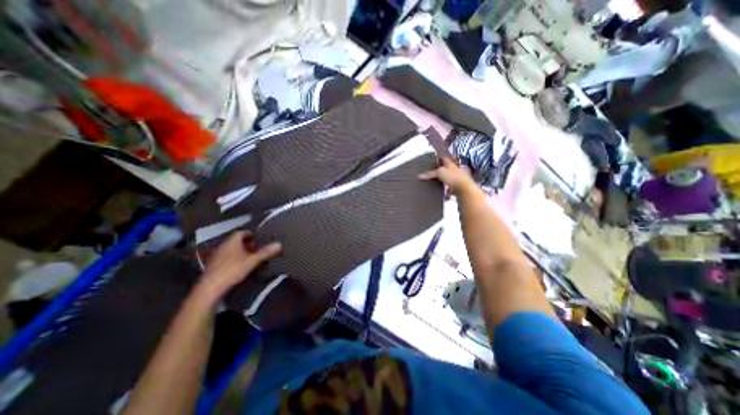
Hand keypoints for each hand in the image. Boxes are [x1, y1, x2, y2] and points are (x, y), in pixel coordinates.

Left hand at [200, 230, 283, 297]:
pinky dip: (235, 258)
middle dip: (247, 244)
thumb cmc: (232, 270)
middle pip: (237, 241)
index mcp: (232, 242)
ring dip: (241, 251)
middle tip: (257, 249)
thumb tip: (280, 244)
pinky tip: (240, 266)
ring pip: (231, 249)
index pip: (242, 232)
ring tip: (251, 258)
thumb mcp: (253, 261)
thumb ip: (266, 252)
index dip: (251, 234)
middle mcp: (223, 246)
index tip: (259, 239)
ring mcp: (217, 255)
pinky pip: (227, 257)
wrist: (210, 289)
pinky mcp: (214, 265)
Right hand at [418, 157, 476, 195]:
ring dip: (441, 178)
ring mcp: (456, 178)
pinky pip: (448, 186)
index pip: (444, 158)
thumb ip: (430, 173)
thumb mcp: (440, 173)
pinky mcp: (456, 187)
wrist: (465, 189)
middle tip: (430, 170)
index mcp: (451, 163)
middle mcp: (454, 169)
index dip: (438, 156)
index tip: (432, 157)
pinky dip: (443, 187)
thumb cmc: (453, 177)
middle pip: (445, 167)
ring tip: (432, 180)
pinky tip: (439, 189)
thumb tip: (419, 176)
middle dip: (439, 168)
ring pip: (447, 177)